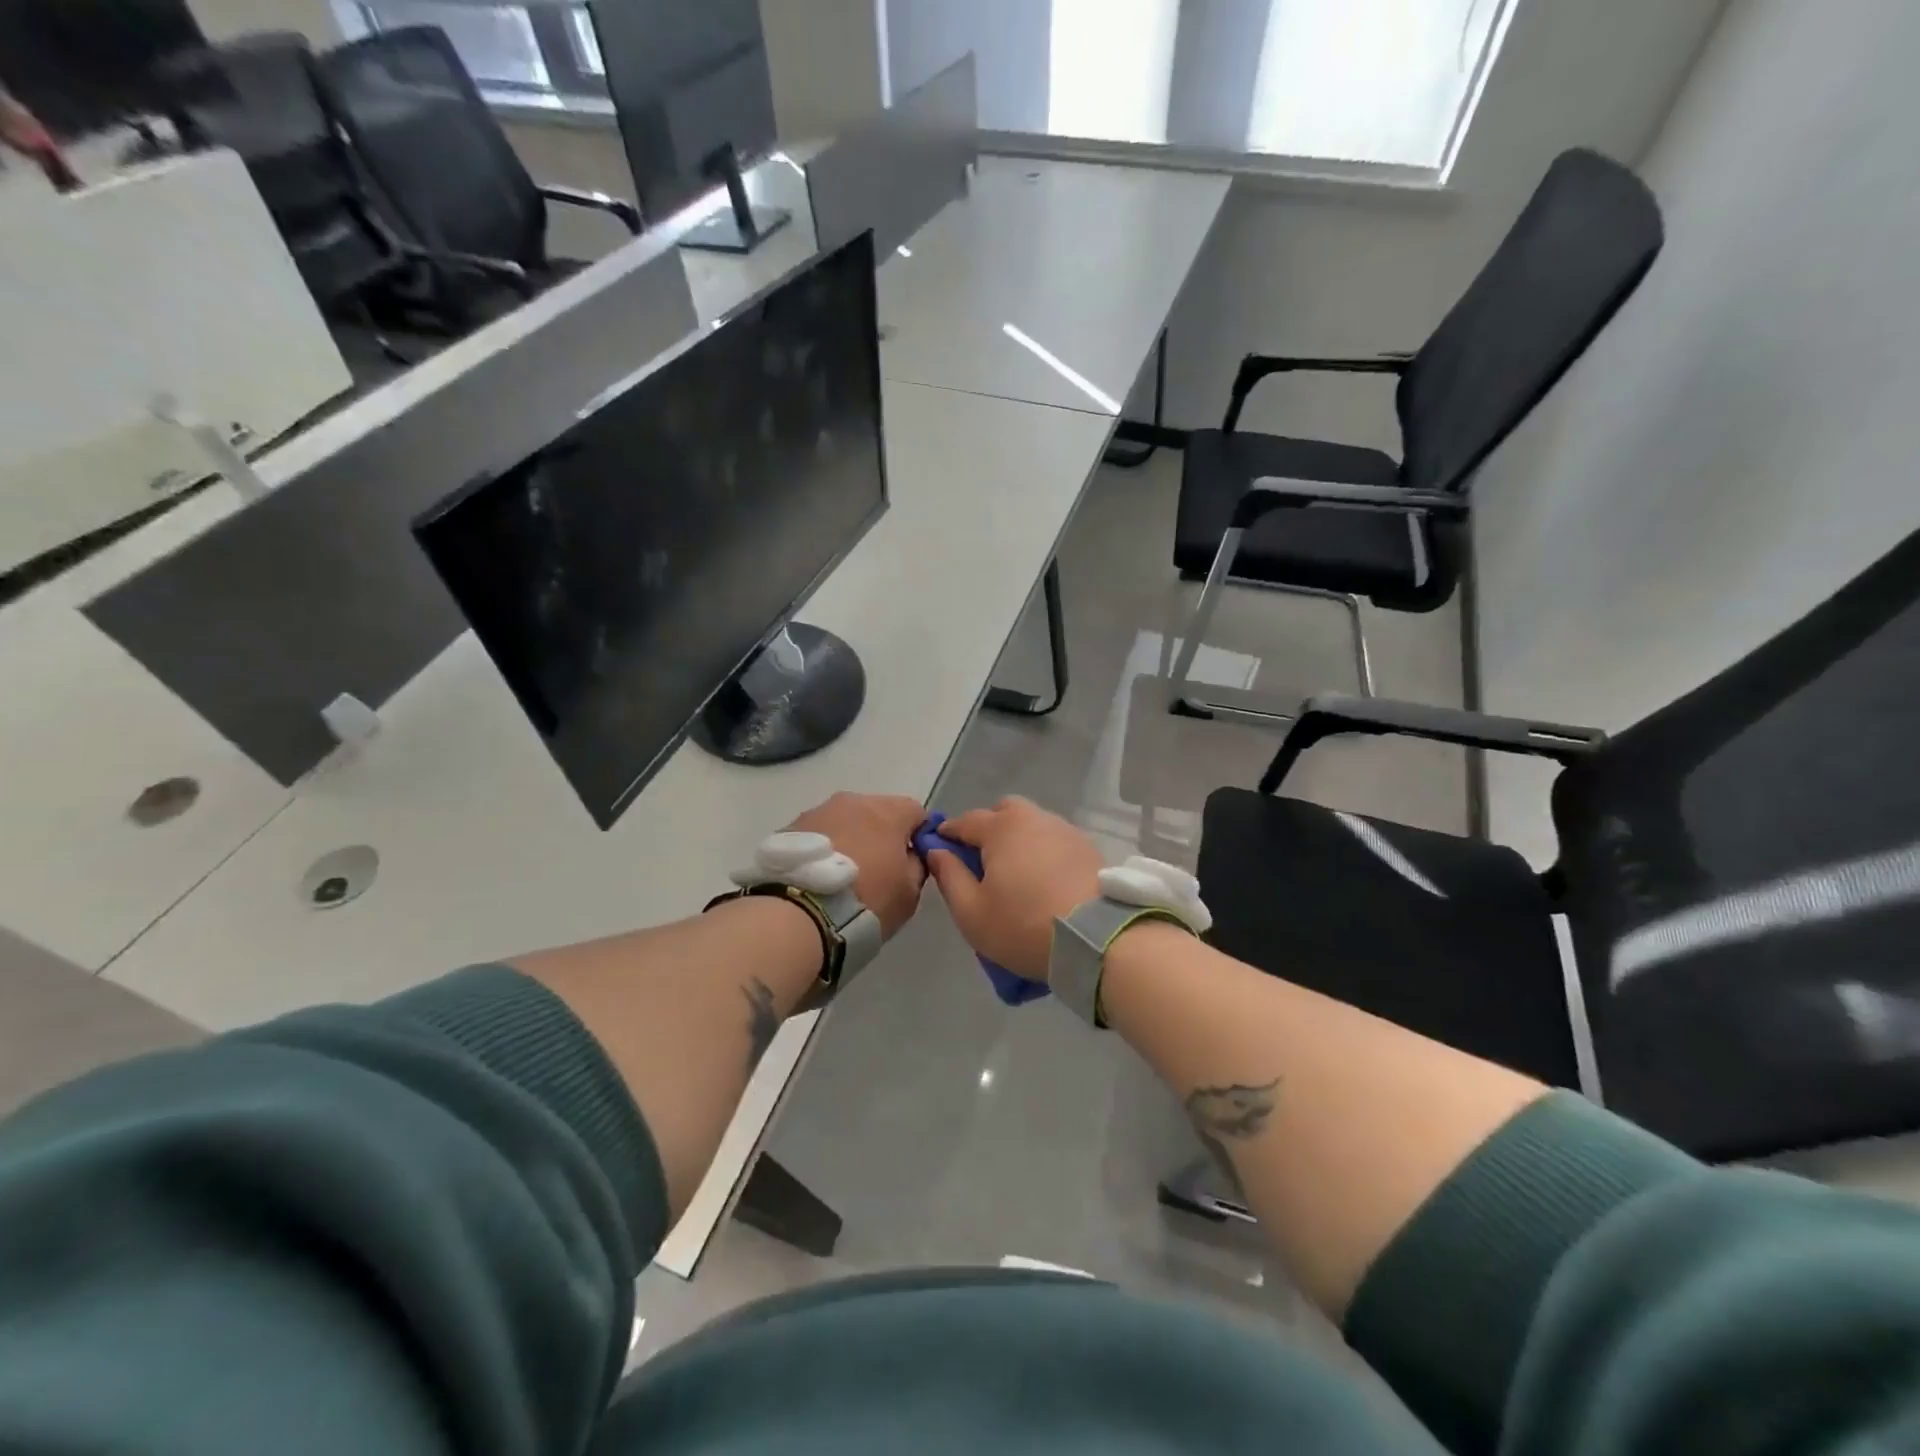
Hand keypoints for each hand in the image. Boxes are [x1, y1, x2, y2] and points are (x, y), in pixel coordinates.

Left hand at [785, 793, 928, 936]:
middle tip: (878, 869)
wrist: (800, 915)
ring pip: (845, 820)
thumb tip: (912, 855)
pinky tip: (819, 875)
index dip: (918, 835)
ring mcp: (818, 811)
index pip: (916, 812)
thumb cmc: (867, 901)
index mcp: (889, 812)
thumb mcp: (909, 892)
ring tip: (843, 874)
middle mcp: (854, 801)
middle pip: (878, 811)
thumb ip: (918, 865)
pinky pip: (819, 833)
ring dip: (850, 839)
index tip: (913, 860)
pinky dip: (825, 848)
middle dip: (882, 834)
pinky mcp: (791, 827)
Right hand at [925, 796, 1103, 980]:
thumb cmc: (1024, 925)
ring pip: (1032, 825)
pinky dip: (1043, 853)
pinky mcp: (1088, 849)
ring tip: (1016, 875)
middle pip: (1003, 812)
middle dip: (988, 829)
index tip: (939, 849)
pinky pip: (1054, 841)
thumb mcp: (971, 912)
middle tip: (982, 862)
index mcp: (1001, 828)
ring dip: (1018, 840)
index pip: (965, 821)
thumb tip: (936, 850)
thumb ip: (949, 876)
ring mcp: (1065, 831)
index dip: (948, 834)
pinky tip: (1044, 880)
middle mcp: (1033, 818)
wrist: (1098, 938)